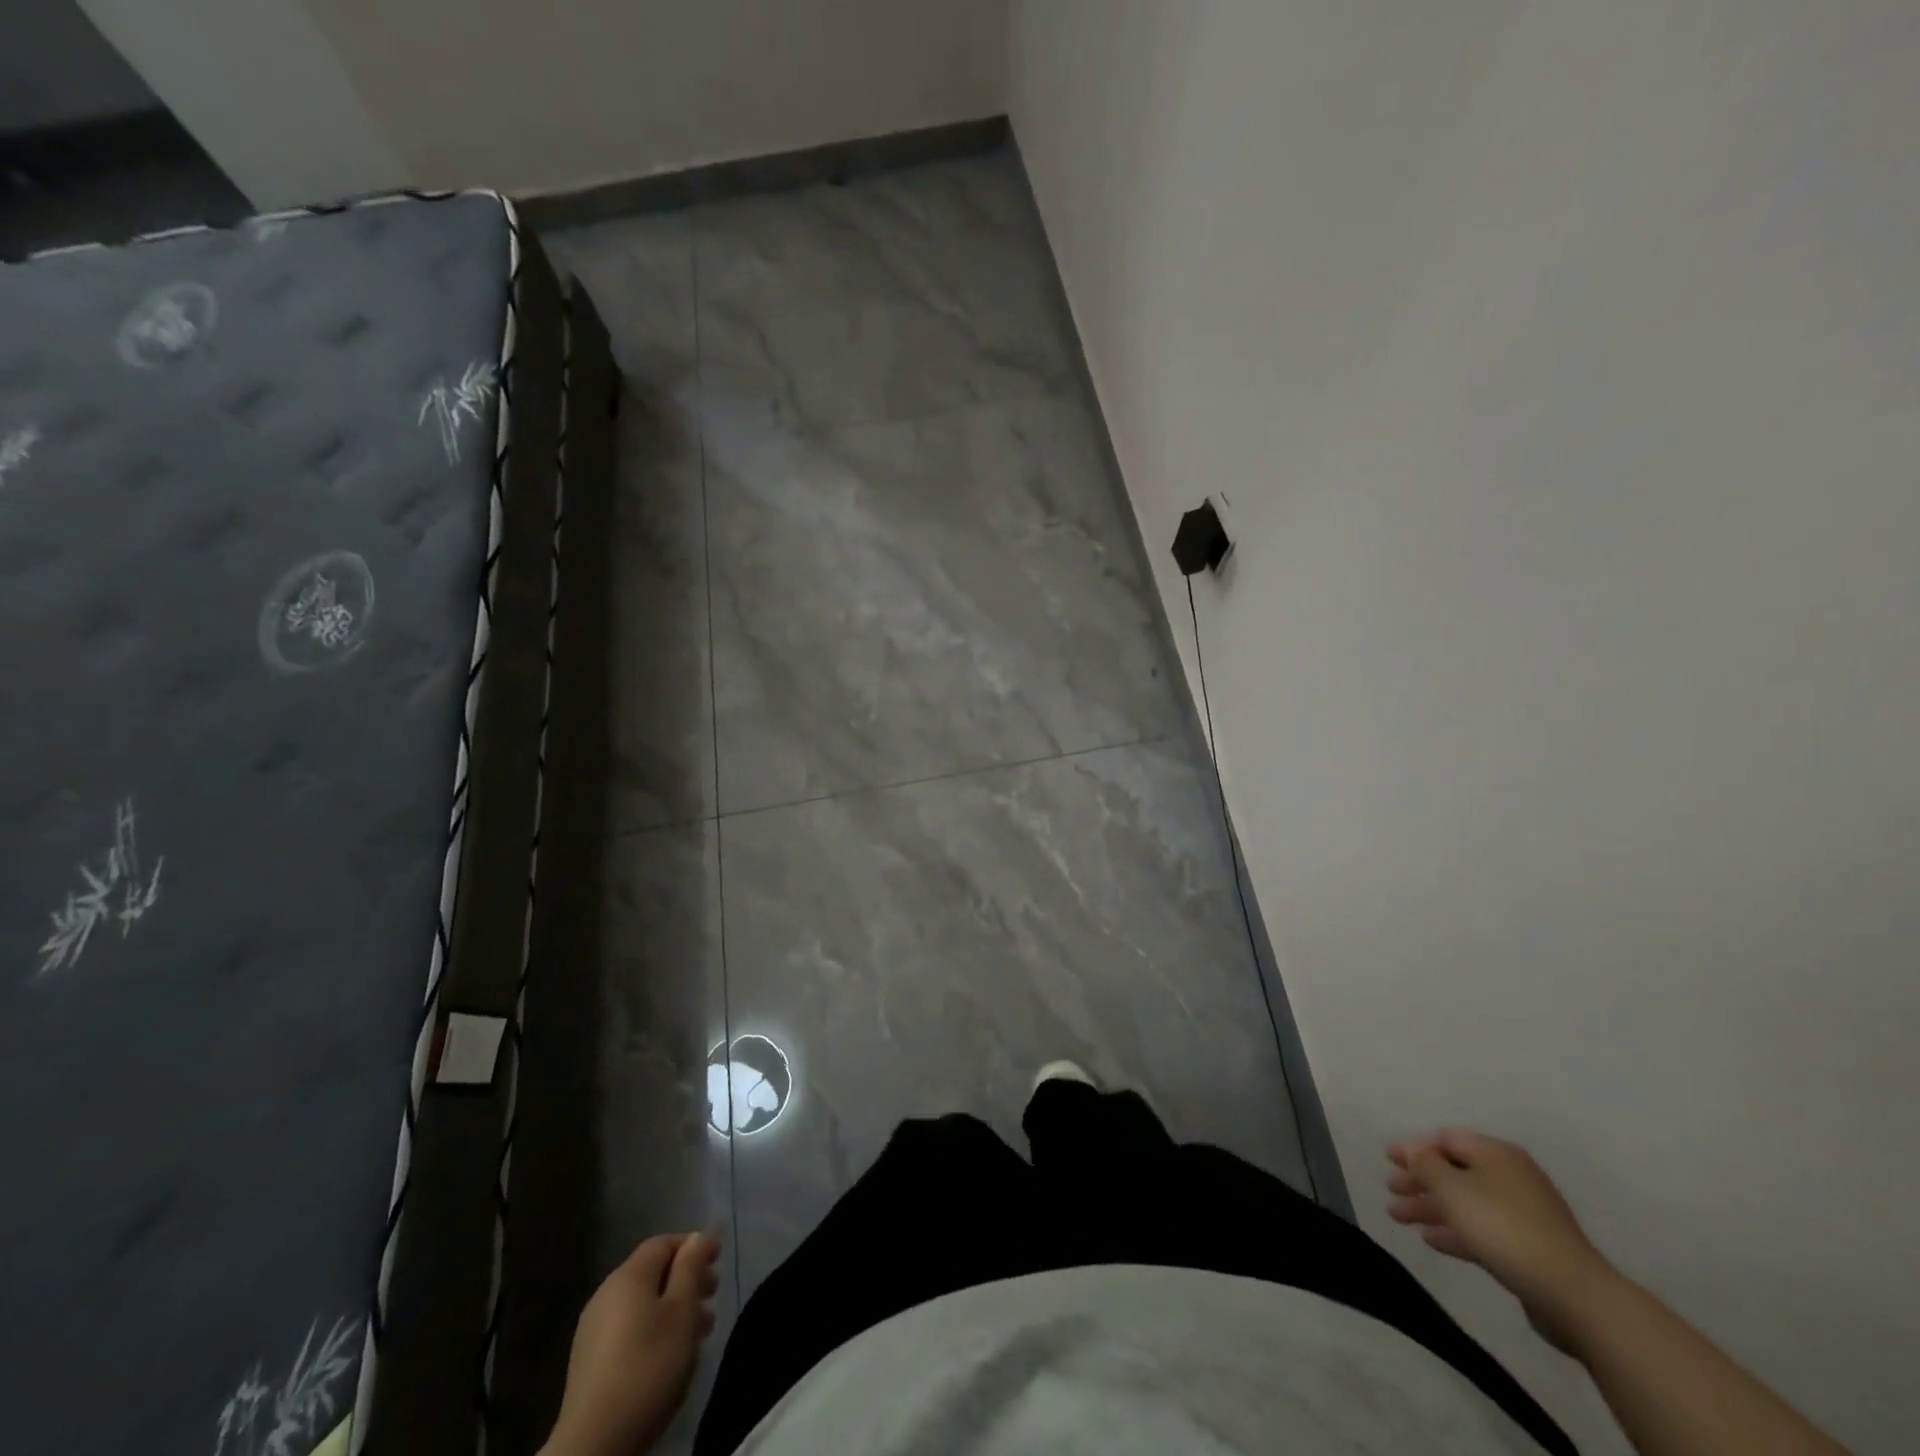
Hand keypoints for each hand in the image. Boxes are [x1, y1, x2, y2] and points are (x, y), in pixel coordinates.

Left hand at [542, 1232, 720, 1455]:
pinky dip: (654, 1328)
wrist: (594, 1444)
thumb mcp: (681, 1311)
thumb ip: (691, 1267)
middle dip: (686, 1278)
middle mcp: (606, 1294)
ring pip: (642, 1303)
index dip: (693, 1245)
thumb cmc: (648, 1366)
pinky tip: (670, 1353)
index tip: (718, 1259)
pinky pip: (629, 1328)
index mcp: (628, 1277)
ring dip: (674, 1307)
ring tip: (700, 1330)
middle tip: (713, 1295)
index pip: (663, 1243)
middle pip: (652, 1273)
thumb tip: (697, 1237)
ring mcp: (593, 1330)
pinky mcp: (589, 1362)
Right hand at [1387, 1129, 1614, 1352]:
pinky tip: (1432, 1240)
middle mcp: (1510, 1177)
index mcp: (1496, 1154)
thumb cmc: (1503, 1227)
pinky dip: (1455, 1230)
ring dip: (1431, 1207)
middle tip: (1390, 1189)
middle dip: (1419, 1180)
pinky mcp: (1528, 1248)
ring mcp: (1522, 1214)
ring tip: (1399, 1217)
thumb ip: (1425, 1164)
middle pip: (1454, 1171)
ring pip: (1465, 1202)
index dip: (1414, 1147)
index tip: (1387, 1159)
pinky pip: (1481, 1229)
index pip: (1445, 1139)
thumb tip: (1414, 1150)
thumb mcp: (1453, 1188)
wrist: (1573, 1294)